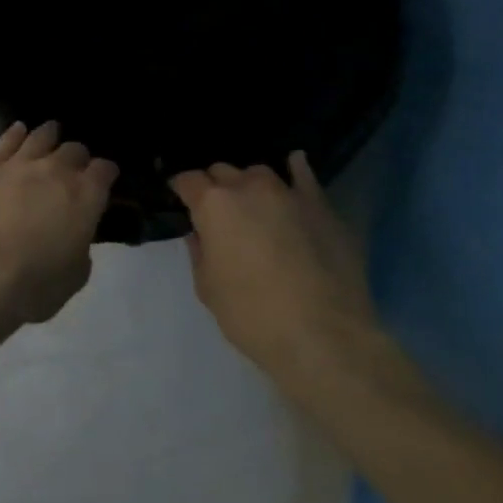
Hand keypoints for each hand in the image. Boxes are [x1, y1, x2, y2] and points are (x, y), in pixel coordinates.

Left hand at [0, 122, 117, 325]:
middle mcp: (56, 172)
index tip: (104, 179)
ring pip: (41, 137)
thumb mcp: (76, 274)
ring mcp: (19, 165)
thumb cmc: (34, 284)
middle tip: (74, 166)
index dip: (106, 173)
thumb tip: (73, 234)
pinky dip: (16, 134)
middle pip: (74, 150)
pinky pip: (7, 141)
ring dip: (50, 135)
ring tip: (51, 132)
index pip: (105, 170)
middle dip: (78, 157)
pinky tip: (19, 131)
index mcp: (86, 196)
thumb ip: (80, 245)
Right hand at [169, 151, 381, 388]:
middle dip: (214, 186)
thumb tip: (202, 233)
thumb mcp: (207, 286)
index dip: (180, 189)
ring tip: (251, 203)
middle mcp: (249, 188)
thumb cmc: (251, 314)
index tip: (179, 201)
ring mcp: (290, 194)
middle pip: (222, 171)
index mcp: (213, 205)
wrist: (324, 336)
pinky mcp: (323, 208)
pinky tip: (293, 165)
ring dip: (249, 184)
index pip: (187, 180)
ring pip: (259, 173)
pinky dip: (295, 170)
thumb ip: (200, 251)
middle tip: (215, 212)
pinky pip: (305, 176)